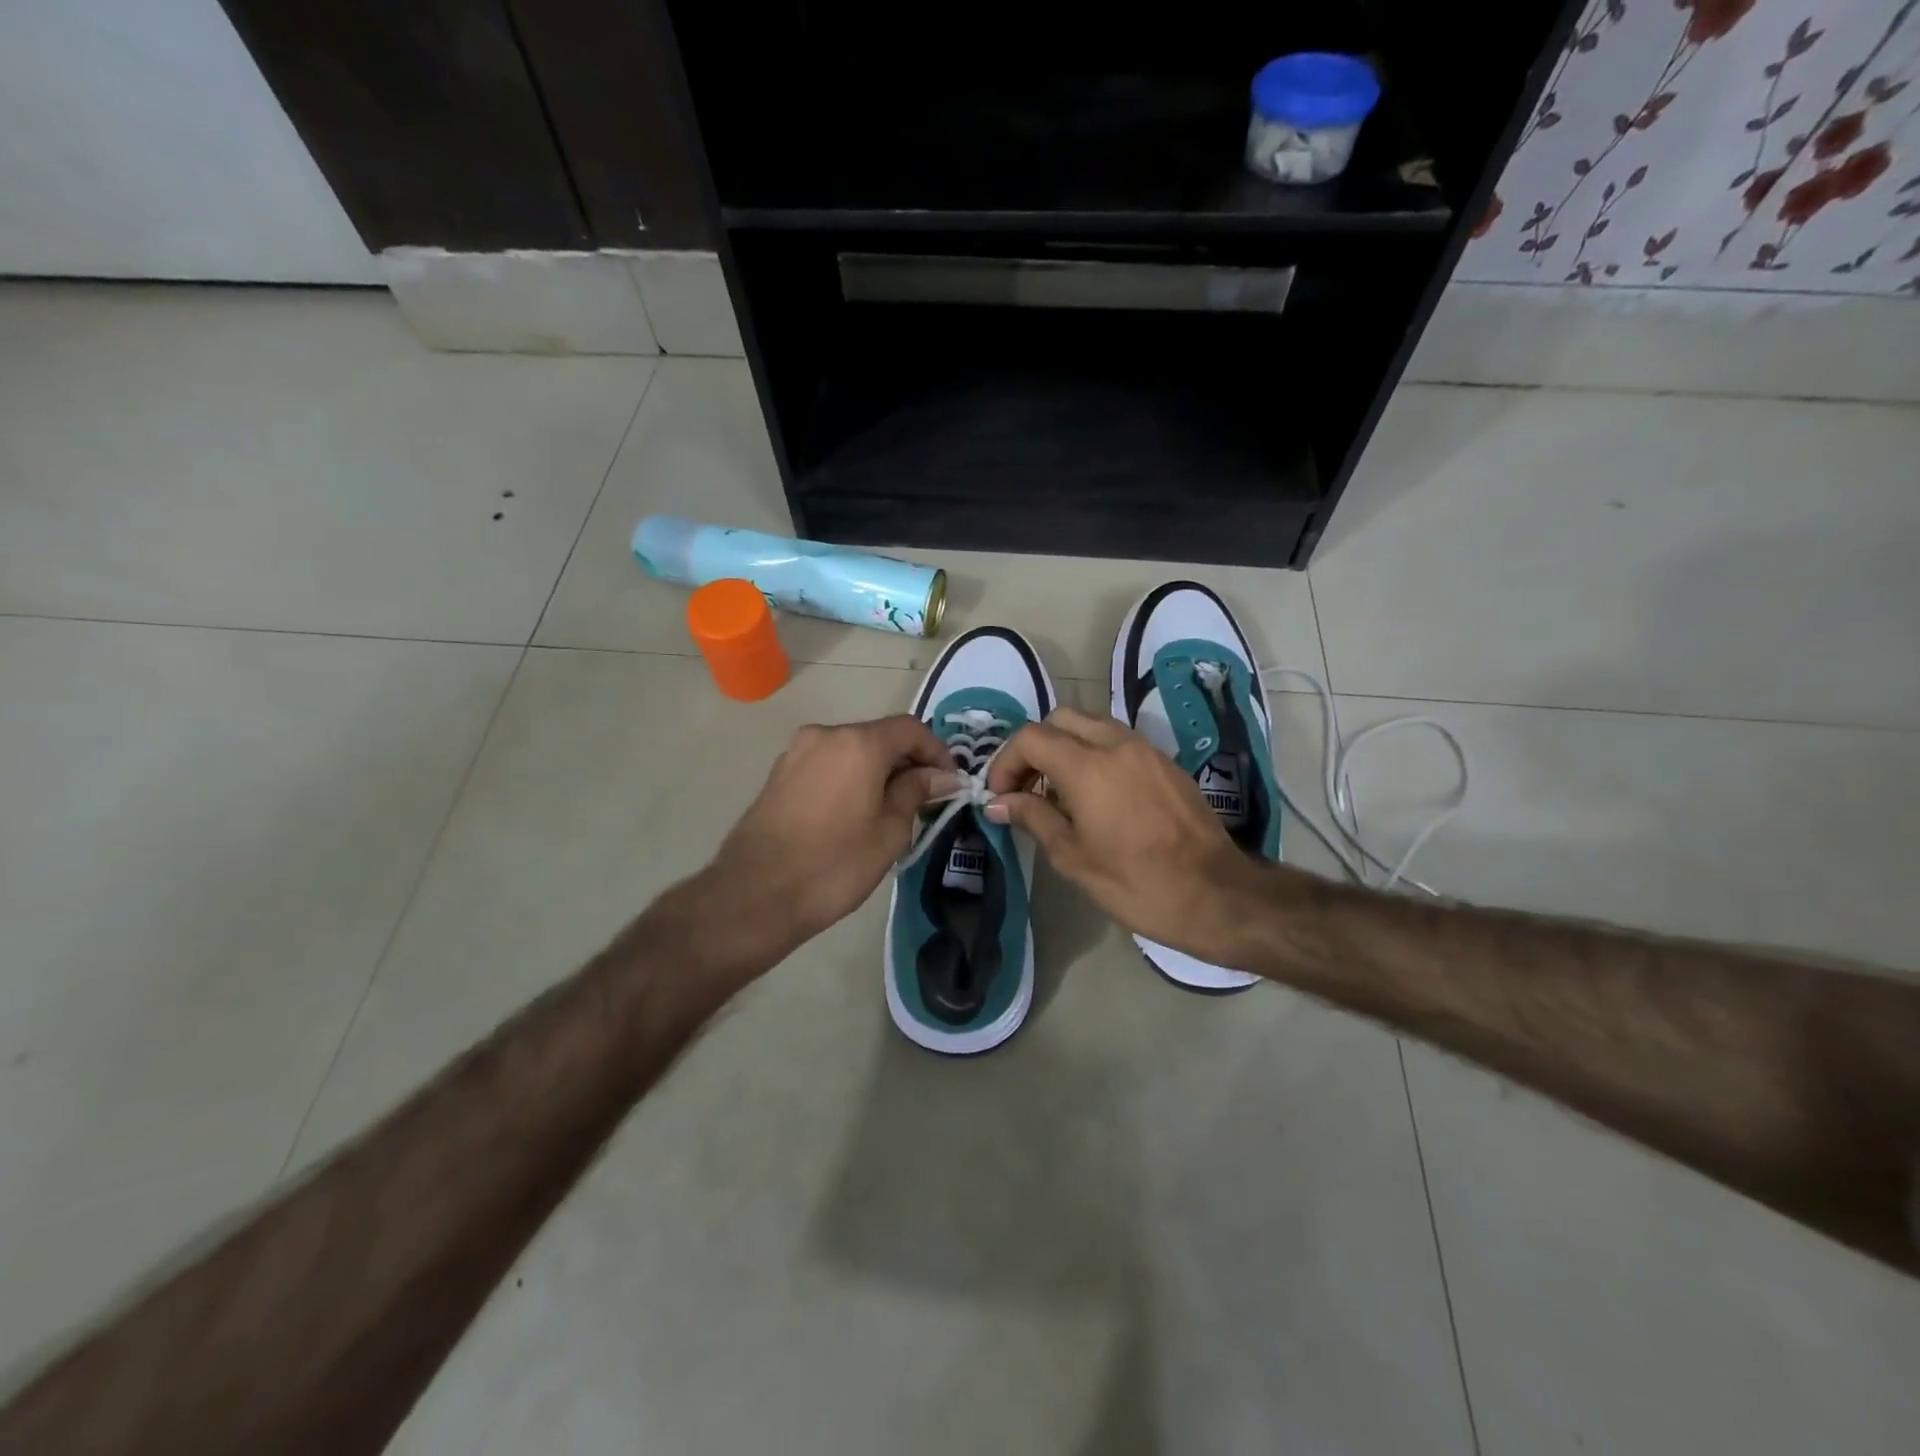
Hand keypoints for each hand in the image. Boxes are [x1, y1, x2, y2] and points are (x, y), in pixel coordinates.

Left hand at [703, 715, 958, 960]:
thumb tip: (941, 776)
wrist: (754, 895)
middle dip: (907, 762)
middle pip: (879, 736)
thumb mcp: (889, 832)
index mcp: (857, 743)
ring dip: (878, 771)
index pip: (910, 729)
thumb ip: (916, 792)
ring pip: (852, 750)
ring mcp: (797, 752)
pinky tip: (856, 812)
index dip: (937, 752)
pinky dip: (850, 777)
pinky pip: (828, 764)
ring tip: (892, 809)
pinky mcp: (779, 773)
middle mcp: (825, 735)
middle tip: (926, 799)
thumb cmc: (834, 865)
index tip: (950, 783)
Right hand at [985, 707, 1265, 963]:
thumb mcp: (1073, 857)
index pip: (1031, 737)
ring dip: (1066, 748)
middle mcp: (1117, 745)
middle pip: (1061, 719)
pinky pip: (1118, 742)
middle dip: (1035, 747)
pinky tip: (1096, 797)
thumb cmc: (1136, 883)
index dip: (1006, 761)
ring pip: (1092, 725)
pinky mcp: (1166, 763)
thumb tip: (999, 802)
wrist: (1216, 894)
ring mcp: (1146, 750)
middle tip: (1026, 787)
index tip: (1000, 795)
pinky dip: (1095, 755)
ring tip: (1058, 793)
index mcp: (1088, 766)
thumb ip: (1033, 818)